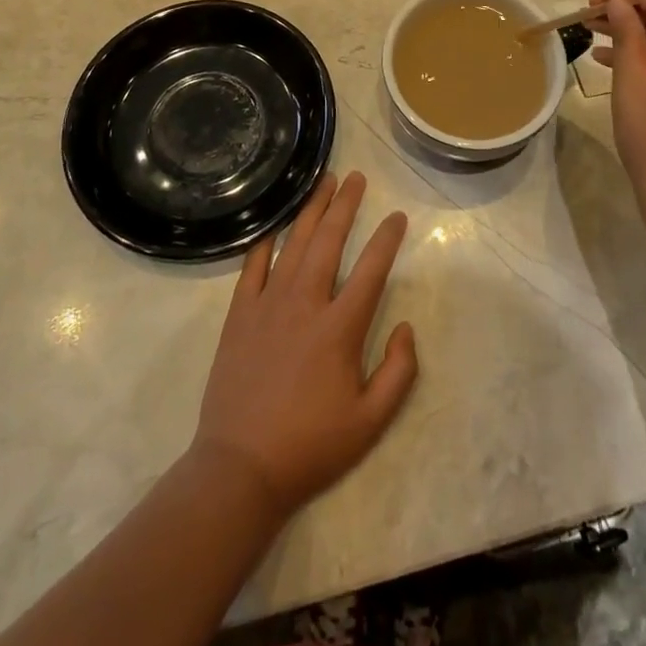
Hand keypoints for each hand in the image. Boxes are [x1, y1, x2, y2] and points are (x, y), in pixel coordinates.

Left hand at [192, 171, 417, 518]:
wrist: (240, 468)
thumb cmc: (311, 446)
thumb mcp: (370, 422)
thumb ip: (399, 372)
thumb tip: (406, 327)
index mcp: (340, 328)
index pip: (371, 269)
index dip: (387, 238)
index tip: (396, 216)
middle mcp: (305, 303)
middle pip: (329, 240)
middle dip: (345, 204)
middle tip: (355, 177)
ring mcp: (268, 305)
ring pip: (294, 244)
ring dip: (311, 210)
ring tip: (323, 182)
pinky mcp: (239, 315)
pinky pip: (253, 267)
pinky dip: (265, 242)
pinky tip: (274, 225)